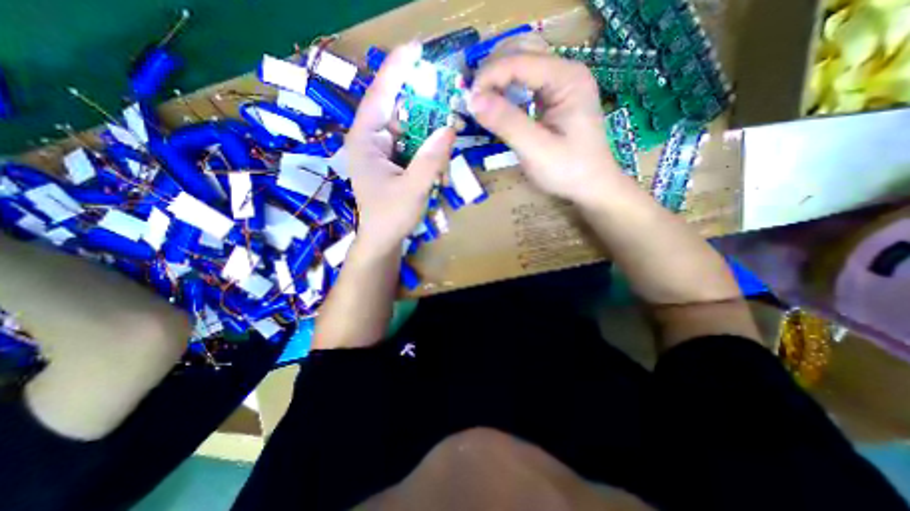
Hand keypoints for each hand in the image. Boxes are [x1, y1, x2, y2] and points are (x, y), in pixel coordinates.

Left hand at [346, 41, 454, 252]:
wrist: (383, 241)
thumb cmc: (390, 217)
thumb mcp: (413, 189)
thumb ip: (431, 159)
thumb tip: (450, 127)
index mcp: (366, 140)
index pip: (380, 95)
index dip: (398, 70)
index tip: (416, 49)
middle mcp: (372, 139)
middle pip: (400, 111)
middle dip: (425, 108)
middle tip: (449, 104)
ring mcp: (383, 151)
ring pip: (410, 129)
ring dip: (430, 136)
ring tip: (445, 147)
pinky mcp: (393, 162)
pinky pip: (414, 146)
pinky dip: (428, 150)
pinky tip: (439, 165)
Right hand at [469, 53, 626, 205]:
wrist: (591, 186)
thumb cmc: (568, 171)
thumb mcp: (536, 150)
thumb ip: (507, 123)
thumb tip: (473, 100)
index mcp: (567, 78)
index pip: (519, 61)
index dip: (489, 77)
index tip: (468, 101)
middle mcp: (566, 71)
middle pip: (521, 52)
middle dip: (492, 72)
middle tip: (473, 100)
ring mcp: (561, 83)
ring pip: (521, 64)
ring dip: (497, 78)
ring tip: (480, 101)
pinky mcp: (554, 97)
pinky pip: (525, 82)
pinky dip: (507, 89)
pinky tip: (497, 104)